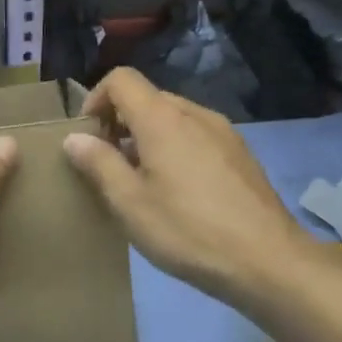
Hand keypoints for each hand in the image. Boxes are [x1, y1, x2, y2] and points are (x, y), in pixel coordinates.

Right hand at [62, 68, 329, 311]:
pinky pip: (196, 136)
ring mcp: (223, 133)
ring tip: (140, 181)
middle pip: (147, 98)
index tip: (88, 138)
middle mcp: (195, 114)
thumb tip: (74, 137)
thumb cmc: (186, 229)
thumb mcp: (129, 202)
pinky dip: (174, 149)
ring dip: (147, 138)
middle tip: (108, 165)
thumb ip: (98, 163)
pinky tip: (176, 192)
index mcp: (163, 118)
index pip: (121, 80)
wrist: (267, 261)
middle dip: (119, 123)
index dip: (96, 100)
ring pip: (173, 118)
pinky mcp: (241, 154)